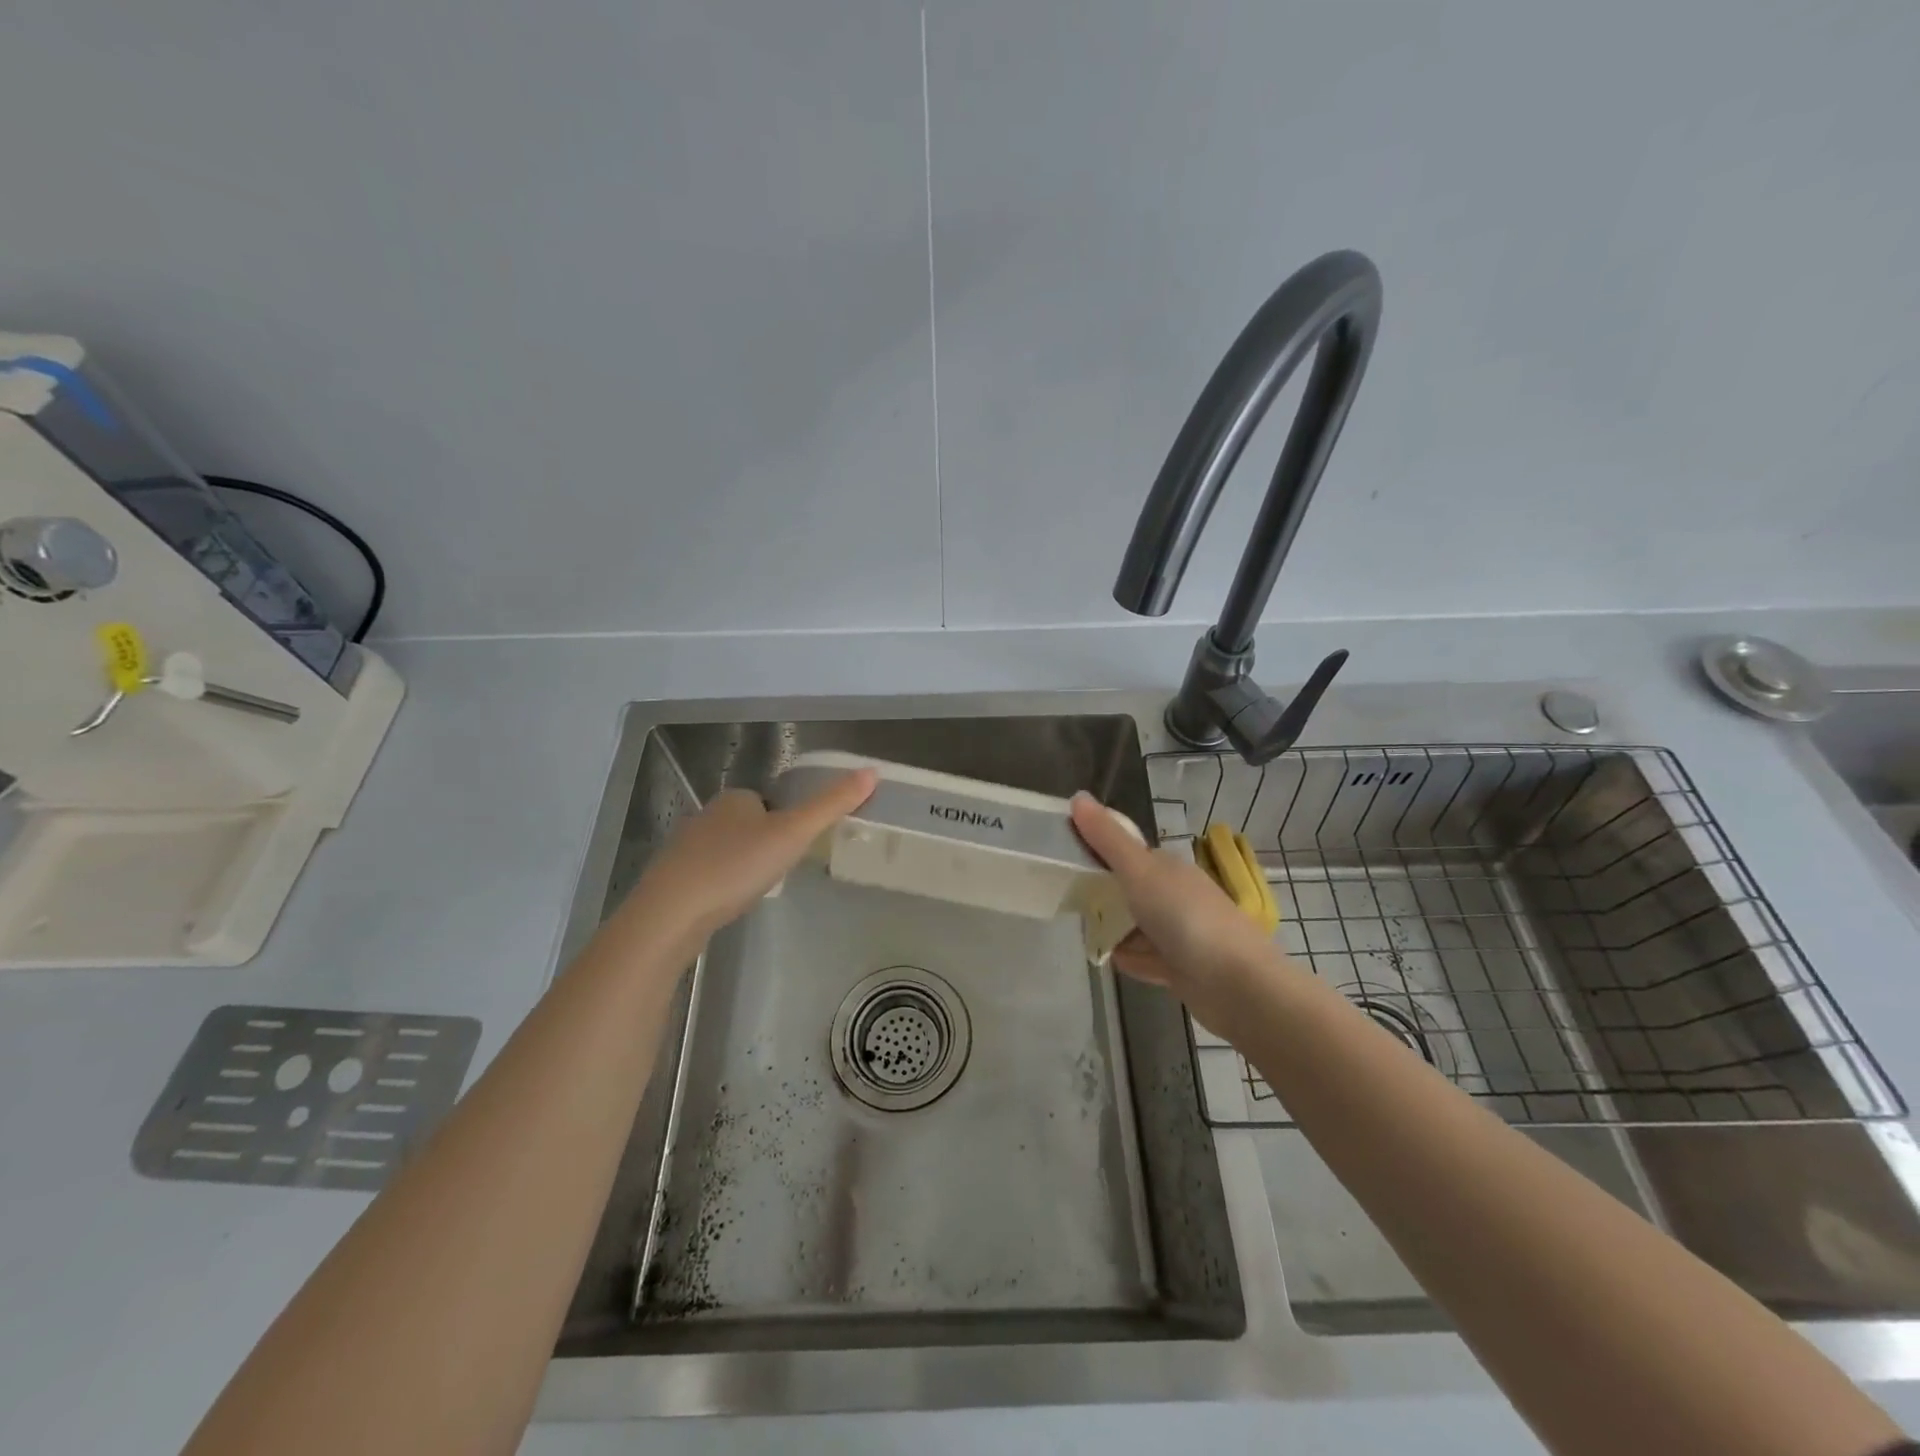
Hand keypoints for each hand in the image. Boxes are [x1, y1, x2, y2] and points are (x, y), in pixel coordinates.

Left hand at [625, 769, 877, 941]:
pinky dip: (721, 884)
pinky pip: (707, 874)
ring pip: (725, 849)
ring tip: (755, 890)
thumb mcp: (793, 833)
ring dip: (742, 864)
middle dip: (764, 843)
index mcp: (735, 799)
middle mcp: (706, 816)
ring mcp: (684, 848)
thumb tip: (872, 772)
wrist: (671, 913)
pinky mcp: (672, 878)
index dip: (786, 822)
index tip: (797, 847)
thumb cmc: (736, 867)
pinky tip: (727, 904)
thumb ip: (831, 804)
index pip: (768, 801)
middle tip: (780, 871)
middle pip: (747, 824)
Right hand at [1070, 792, 1277, 1017]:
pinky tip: (1118, 962)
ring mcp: (1182, 933)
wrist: (1237, 984)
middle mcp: (1177, 896)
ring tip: (1090, 936)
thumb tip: (1078, 796)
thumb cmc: (1186, 918)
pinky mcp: (1184, 968)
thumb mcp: (1140, 872)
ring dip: (1118, 932)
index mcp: (1169, 868)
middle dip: (1105, 898)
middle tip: (1074, 905)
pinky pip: (1150, 958)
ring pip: (1139, 926)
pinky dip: (1135, 959)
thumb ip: (1107, 838)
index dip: (1100, 855)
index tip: (1069, 865)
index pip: (1129, 854)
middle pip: (1132, 891)